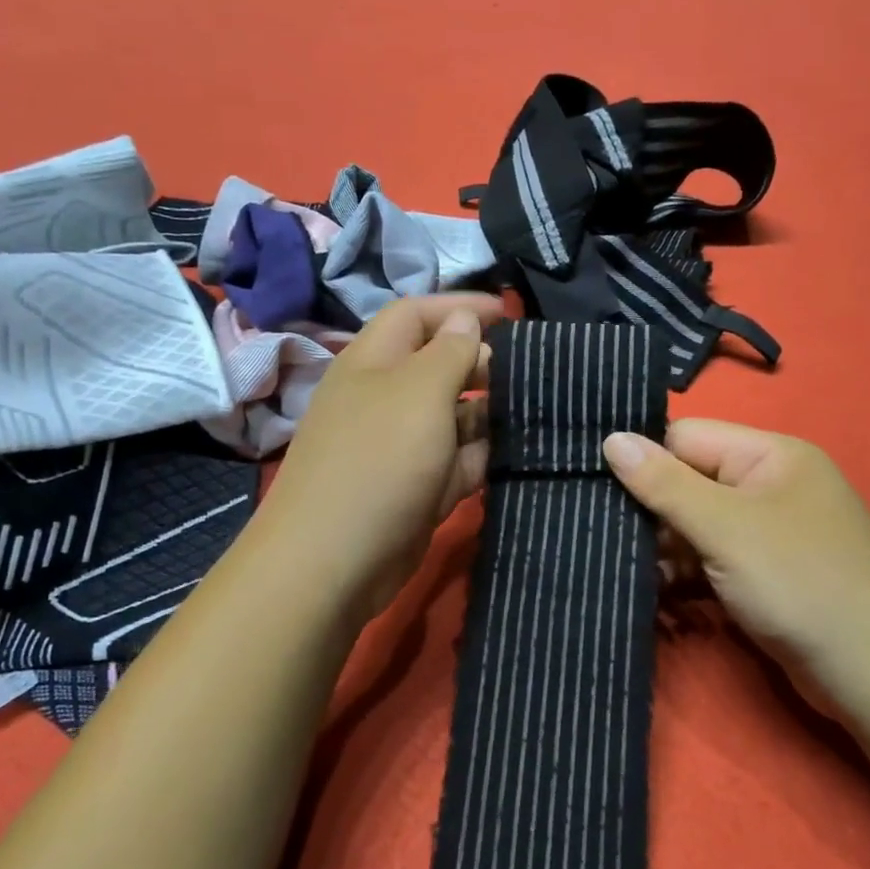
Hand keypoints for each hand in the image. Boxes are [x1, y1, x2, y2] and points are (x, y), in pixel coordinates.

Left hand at [253, 294, 501, 621]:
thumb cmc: (378, 460)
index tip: (510, 314)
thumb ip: (450, 352)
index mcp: (373, 362)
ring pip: (451, 416)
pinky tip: (517, 453)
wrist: (334, 561)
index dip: (460, 307)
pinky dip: (481, 455)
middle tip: (527, 372)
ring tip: (534, 411)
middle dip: (480, 362)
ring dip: (488, 412)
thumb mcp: (419, 392)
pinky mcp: (416, 488)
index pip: (416, 315)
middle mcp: (384, 398)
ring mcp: (400, 447)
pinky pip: (455, 461)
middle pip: (436, 365)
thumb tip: (466, 321)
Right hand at [603, 420, 869, 688]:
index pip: (687, 438)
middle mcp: (768, 486)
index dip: (643, 458)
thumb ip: (664, 484)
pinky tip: (651, 589)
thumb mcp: (725, 527)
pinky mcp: (761, 575)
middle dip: (648, 509)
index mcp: (769, 455)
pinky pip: (709, 559)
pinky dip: (681, 572)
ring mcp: (767, 533)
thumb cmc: (801, 583)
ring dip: (661, 546)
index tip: (592, 483)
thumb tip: (611, 438)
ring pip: (694, 525)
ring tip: (617, 565)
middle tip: (599, 530)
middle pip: (688, 481)